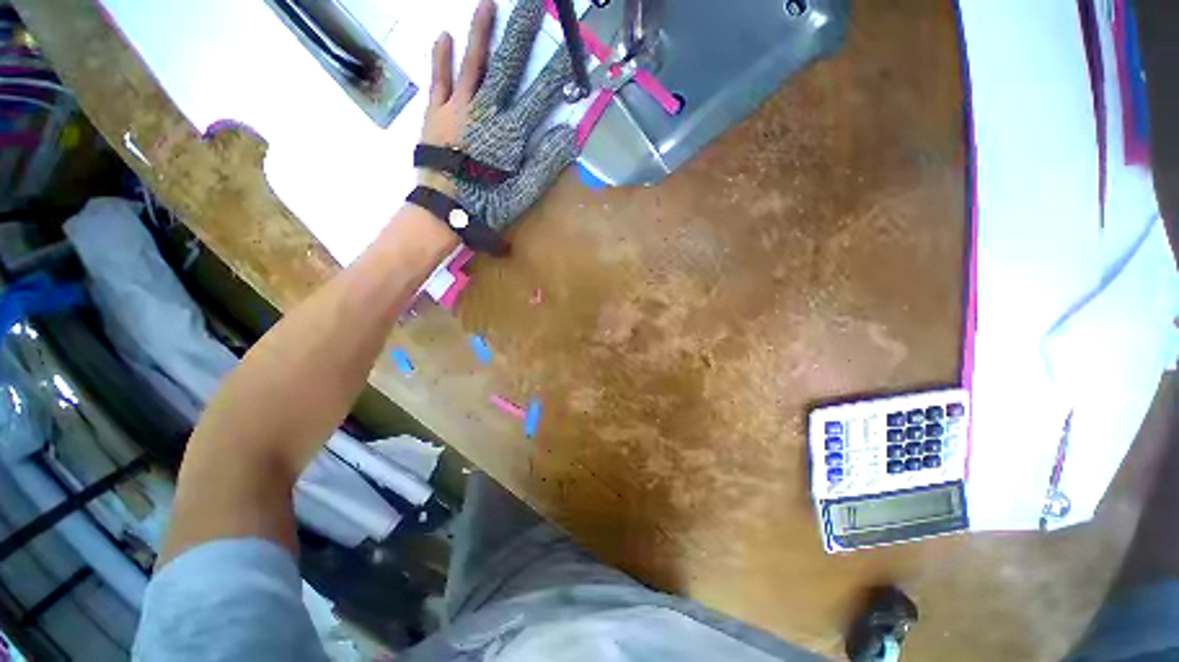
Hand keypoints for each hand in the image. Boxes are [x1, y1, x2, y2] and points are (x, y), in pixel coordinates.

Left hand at [420, 0, 579, 231]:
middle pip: (507, 66)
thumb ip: (546, 163)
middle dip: (521, 33)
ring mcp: (458, 108)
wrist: (443, 212)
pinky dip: (441, 57)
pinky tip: (444, 35)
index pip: (540, 96)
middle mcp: (485, 111)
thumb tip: (570, 135)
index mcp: (510, 132)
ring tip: (488, 2)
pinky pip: (439, 79)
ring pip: (473, 64)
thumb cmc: (487, 205)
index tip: (573, 51)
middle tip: (531, 3)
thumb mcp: (524, 192)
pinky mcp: (436, 113)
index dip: (558, 74)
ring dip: (481, 32)